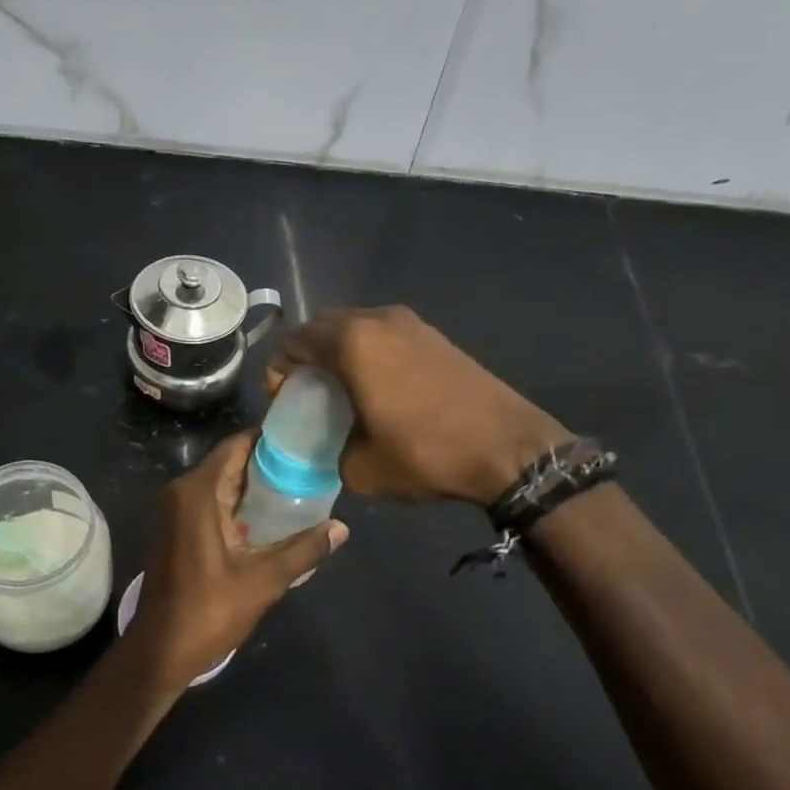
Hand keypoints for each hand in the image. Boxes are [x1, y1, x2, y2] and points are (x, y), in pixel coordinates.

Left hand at [127, 433, 348, 689]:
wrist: (161, 649)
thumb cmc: (209, 610)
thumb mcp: (264, 579)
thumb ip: (304, 549)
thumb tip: (342, 528)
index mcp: (197, 492)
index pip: (235, 447)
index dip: (267, 440)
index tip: (301, 440)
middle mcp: (181, 492)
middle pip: (228, 463)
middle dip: (265, 463)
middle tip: (308, 464)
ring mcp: (175, 512)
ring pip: (219, 484)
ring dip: (252, 485)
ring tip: (297, 486)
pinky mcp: (176, 530)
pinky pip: (210, 502)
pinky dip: (237, 503)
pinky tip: (269, 516)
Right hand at [268, 306, 567, 507]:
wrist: (509, 448)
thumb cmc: (427, 453)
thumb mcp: (362, 469)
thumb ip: (332, 452)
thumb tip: (334, 446)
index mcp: (353, 343)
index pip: (297, 341)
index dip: (280, 368)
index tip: (281, 397)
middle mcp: (379, 320)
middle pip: (324, 326)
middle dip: (308, 354)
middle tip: (306, 390)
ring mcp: (412, 323)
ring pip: (358, 327)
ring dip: (340, 351)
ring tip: (341, 388)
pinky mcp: (436, 335)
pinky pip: (386, 334)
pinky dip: (370, 352)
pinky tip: (378, 386)